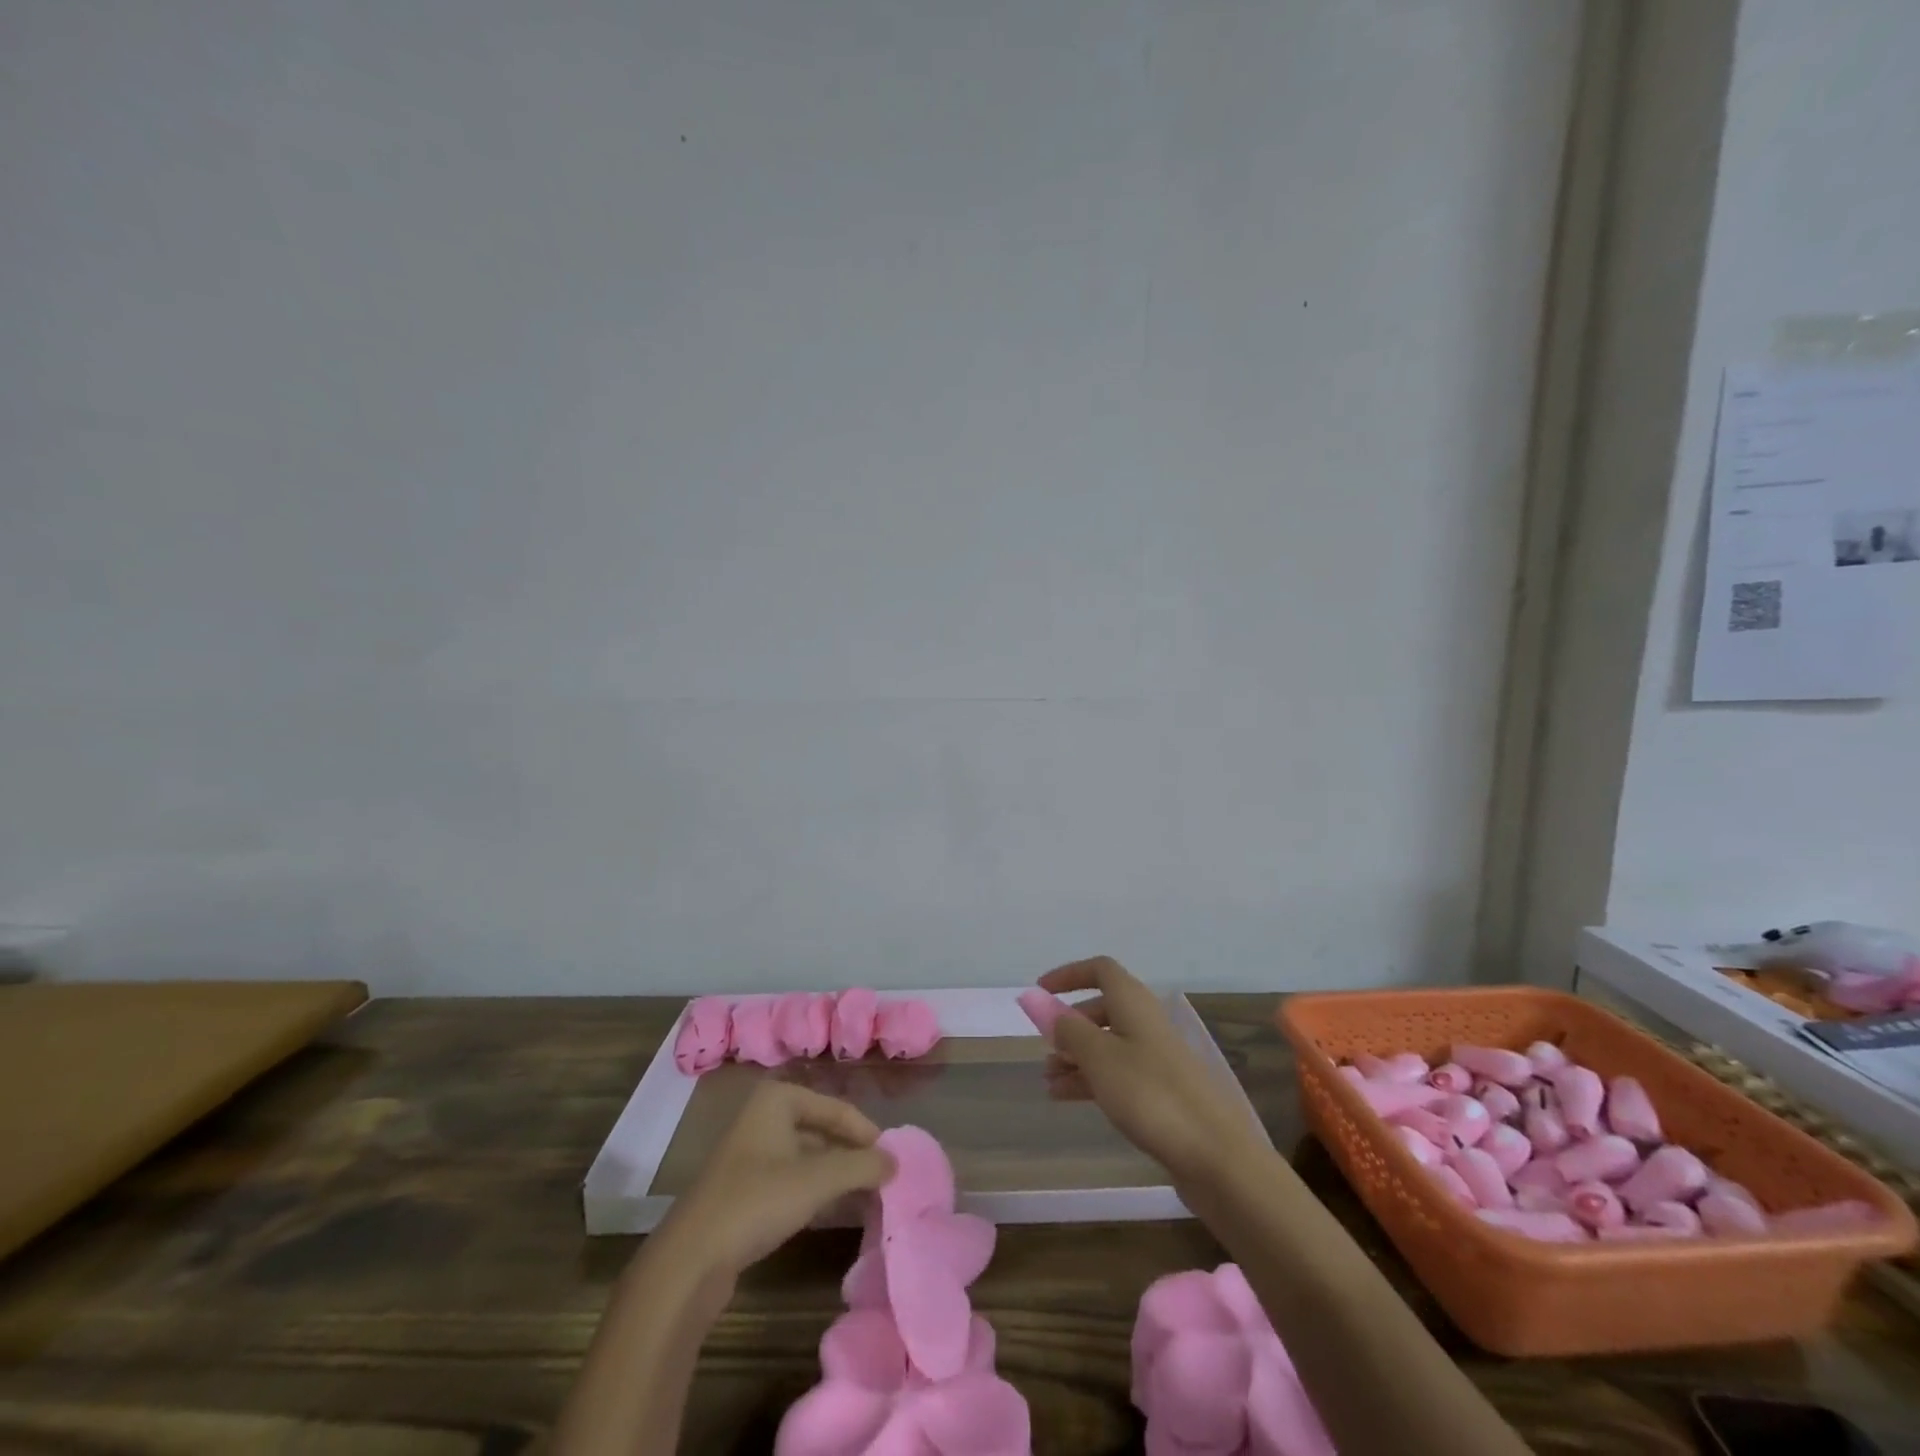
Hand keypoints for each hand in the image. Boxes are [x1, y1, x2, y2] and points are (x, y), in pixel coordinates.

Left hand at [649, 1081, 894, 1280]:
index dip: (867, 1134)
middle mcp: (764, 1116)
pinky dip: (816, 1190)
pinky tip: (834, 1210)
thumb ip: (862, 1167)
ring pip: (808, 1156)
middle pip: (823, 1130)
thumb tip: (897, 1162)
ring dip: (837, 1174)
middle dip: (852, 1154)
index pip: (838, 1109)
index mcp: (778, 1099)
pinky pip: (792, 1178)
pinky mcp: (744, 1188)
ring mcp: (752, 1153)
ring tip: (867, 1196)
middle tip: (883, 1179)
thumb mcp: (817, 1180)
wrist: (690, 1260)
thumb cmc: (756, 1201)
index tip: (893, 1161)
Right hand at [1040, 956, 1266, 1189]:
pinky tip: (1066, 1097)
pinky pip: (1117, 1073)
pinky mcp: (1159, 1090)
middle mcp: (1145, 1022)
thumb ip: (1067, 1029)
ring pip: (1107, 1043)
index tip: (1041, 991)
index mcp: (1133, 1003)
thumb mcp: (1099, 1057)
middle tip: (1045, 1047)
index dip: (1069, 974)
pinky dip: (1091, 1079)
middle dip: (1069, 1024)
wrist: (1213, 1154)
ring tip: (1048, 1080)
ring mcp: (1155, 1057)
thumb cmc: (1149, 1094)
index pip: (1100, 970)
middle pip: (1102, 1008)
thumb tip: (1042, 1005)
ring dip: (1076, 1056)